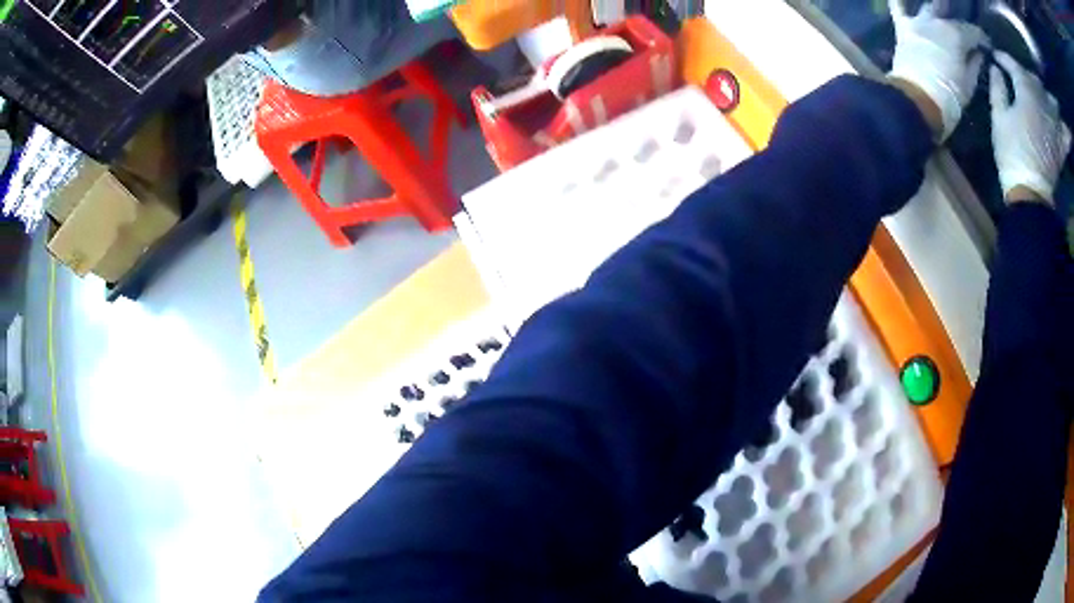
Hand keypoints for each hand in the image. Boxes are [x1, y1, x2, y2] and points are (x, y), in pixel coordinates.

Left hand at [888, 0, 985, 139]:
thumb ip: (975, 64)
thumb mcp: (969, 83)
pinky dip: (898, 0)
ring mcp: (918, 22)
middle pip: (952, 20)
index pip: (973, 32)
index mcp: (956, 35)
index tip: (988, 45)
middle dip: (963, 26)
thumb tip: (978, 53)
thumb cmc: (950, 97)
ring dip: (937, 6)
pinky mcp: (903, 28)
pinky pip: (897, 7)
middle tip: (970, 35)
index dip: (982, 38)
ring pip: (929, 7)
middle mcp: (936, 22)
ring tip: (944, 4)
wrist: (919, 101)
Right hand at [990, 52, 1071, 204]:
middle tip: (1018, 72)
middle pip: (1035, 80)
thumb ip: (998, 89)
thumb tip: (996, 70)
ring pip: (1050, 104)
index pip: (1014, 66)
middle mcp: (1042, 106)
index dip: (1004, 58)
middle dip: (1026, 73)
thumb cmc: (1012, 153)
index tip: (996, 56)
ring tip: (1044, 91)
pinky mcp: (1059, 148)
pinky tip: (1061, 130)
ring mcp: (1052, 127)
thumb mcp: (999, 119)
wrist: (1031, 194)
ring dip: (1048, 97)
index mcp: (1026, 94)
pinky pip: (1063, 139)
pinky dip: (1063, 136)